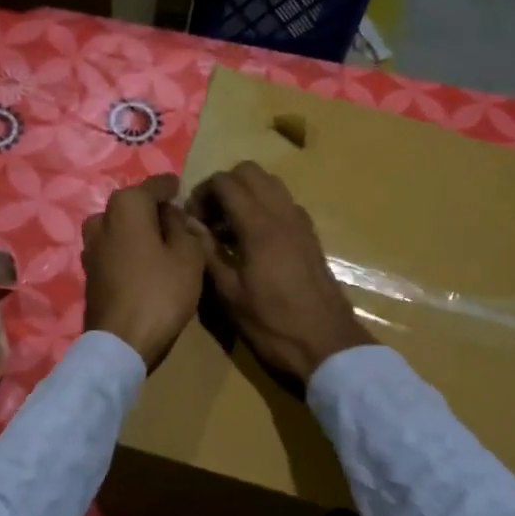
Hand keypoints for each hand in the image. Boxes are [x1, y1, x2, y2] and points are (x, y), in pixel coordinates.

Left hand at [83, 174, 204, 369]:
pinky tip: (144, 264)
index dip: (172, 187)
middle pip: (133, 205)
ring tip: (161, 244)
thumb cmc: (160, 293)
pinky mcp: (89, 271)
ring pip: (120, 227)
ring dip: (138, 231)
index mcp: (127, 205)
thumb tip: (173, 215)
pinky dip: (128, 249)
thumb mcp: (189, 256)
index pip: (154, 185)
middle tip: (177, 222)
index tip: (183, 190)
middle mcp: (102, 218)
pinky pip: (112, 248)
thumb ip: (185, 228)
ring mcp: (90, 246)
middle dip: (153, 210)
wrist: (121, 341)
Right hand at [191, 162, 373, 383]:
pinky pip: (284, 204)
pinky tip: (253, 241)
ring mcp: (301, 223)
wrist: (326, 343)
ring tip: (230, 229)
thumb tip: (189, 223)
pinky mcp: (311, 236)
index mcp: (259, 226)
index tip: (192, 220)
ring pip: (270, 184)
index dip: (202, 193)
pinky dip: (265, 208)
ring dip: (246, 195)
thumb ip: (207, 252)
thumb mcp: (230, 294)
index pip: (226, 182)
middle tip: (210, 218)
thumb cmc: (272, 324)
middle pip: (250, 172)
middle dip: (224, 186)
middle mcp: (283, 214)